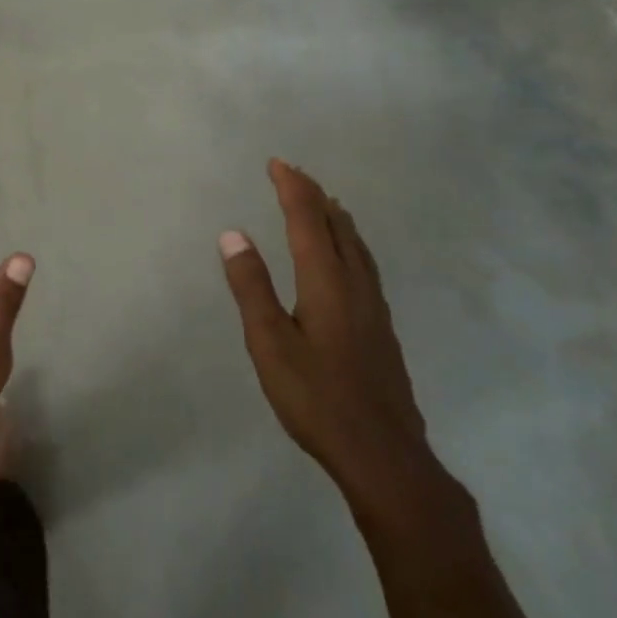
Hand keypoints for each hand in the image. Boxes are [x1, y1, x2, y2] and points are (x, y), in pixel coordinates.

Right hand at [220, 160, 436, 516]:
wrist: (383, 454)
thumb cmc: (316, 398)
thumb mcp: (269, 343)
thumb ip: (251, 286)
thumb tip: (233, 234)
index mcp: (325, 281)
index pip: (307, 220)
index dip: (292, 188)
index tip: (276, 163)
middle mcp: (355, 284)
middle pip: (337, 226)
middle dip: (314, 195)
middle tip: (294, 175)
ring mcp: (374, 307)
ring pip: (357, 245)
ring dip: (335, 217)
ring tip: (324, 203)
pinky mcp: (381, 327)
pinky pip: (364, 264)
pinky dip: (349, 242)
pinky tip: (347, 259)